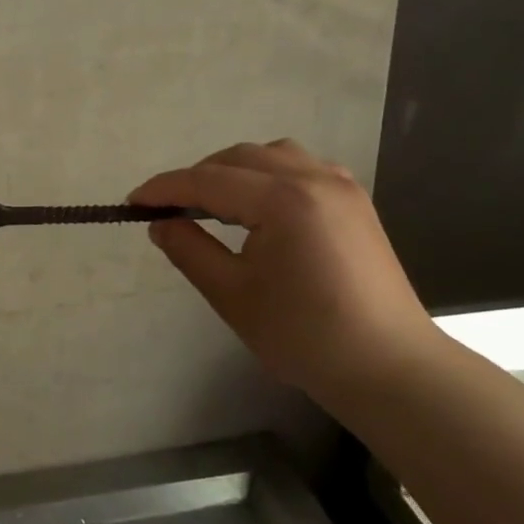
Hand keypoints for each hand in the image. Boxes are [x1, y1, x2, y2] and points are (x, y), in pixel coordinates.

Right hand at [129, 140, 435, 394]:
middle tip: (169, 209)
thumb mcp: (232, 295)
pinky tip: (259, 206)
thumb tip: (161, 223)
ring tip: (213, 204)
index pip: (207, 181)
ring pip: (270, 154)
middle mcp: (313, 178)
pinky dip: (267, 174)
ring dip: (233, 171)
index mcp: (282, 200)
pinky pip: (299, 166)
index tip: (133, 202)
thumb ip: (189, 250)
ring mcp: (340, 185)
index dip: (164, 188)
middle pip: (237, 158)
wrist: (390, 368)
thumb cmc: (305, 336)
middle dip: (196, 177)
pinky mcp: (354, 201)